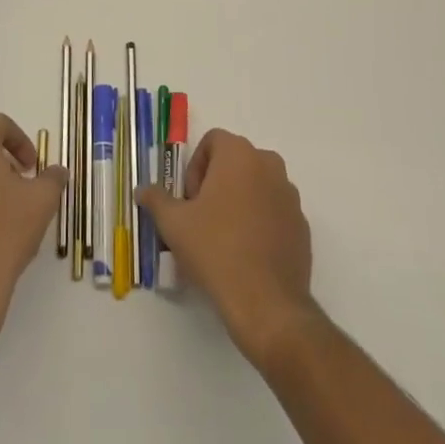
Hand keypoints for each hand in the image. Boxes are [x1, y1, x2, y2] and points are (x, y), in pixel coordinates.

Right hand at [139, 129, 314, 367]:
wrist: (267, 303)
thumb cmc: (216, 250)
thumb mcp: (174, 224)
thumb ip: (156, 199)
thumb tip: (142, 189)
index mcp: (239, 155)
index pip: (212, 141)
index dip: (195, 167)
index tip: (189, 200)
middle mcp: (269, 165)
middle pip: (235, 161)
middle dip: (216, 183)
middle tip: (201, 218)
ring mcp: (289, 195)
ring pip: (256, 185)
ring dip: (238, 201)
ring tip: (223, 238)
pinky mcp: (302, 224)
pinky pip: (274, 210)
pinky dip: (259, 221)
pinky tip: (247, 254)